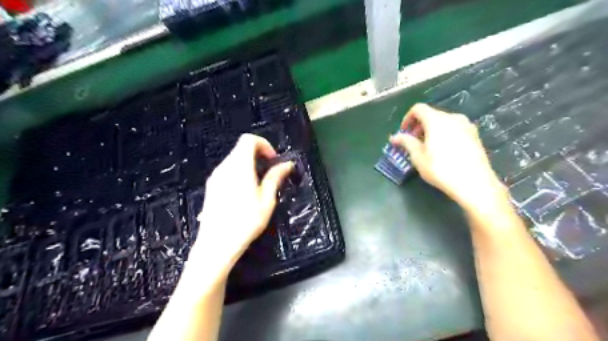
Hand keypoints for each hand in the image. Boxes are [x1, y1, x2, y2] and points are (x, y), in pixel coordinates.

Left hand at [188, 135, 292, 286]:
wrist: (216, 244)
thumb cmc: (246, 222)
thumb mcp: (267, 200)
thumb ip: (275, 177)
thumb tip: (287, 164)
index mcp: (239, 166)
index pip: (249, 140)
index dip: (264, 144)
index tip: (273, 160)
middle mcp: (224, 167)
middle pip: (241, 148)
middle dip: (258, 155)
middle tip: (270, 173)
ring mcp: (215, 177)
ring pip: (234, 159)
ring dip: (249, 164)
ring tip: (259, 185)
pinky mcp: (211, 186)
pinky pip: (227, 170)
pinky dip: (239, 172)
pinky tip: (244, 193)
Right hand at [389, 102, 508, 210]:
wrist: (474, 182)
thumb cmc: (441, 169)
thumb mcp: (418, 157)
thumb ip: (406, 142)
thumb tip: (394, 137)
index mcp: (436, 120)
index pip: (418, 109)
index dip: (407, 118)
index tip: (404, 132)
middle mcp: (452, 117)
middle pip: (431, 114)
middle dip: (419, 126)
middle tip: (413, 142)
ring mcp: (467, 125)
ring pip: (444, 122)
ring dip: (432, 130)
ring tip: (428, 148)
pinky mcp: (475, 135)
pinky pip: (454, 129)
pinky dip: (444, 134)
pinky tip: (444, 151)